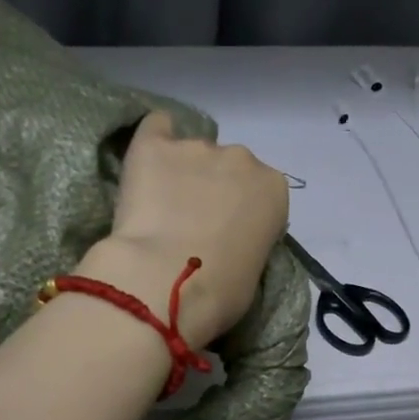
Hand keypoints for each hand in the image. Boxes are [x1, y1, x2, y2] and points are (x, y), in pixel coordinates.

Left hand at [78, 111, 289, 345]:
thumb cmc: (219, 292)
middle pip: (227, 169)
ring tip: (158, 208)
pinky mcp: (153, 146)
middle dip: (212, 191)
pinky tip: (144, 165)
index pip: (261, 194)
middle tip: (189, 226)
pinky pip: (156, 127)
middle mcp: (241, 158)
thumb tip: (226, 243)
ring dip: (180, 174)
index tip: (225, 238)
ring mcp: (196, 147)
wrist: (166, 282)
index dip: (241, 215)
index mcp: (273, 189)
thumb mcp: (253, 272)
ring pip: (190, 154)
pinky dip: (153, 140)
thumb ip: (248, 243)